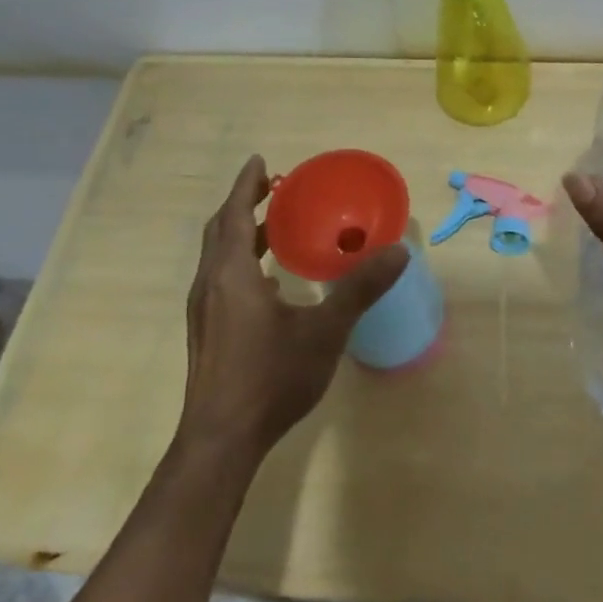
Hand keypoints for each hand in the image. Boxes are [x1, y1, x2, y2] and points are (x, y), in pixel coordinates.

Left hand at [181, 155, 407, 457]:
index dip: (247, 185)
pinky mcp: (207, 333)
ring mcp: (204, 311)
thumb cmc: (271, 377)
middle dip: (244, 204)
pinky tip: (269, 282)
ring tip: (275, 227)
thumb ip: (360, 288)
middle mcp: (210, 285)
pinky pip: (221, 280)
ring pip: (218, 257)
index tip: (260, 161)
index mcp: (231, 274)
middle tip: (272, 187)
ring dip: (242, 234)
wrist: (221, 440)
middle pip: (222, 231)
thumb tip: (398, 251)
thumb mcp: (324, 330)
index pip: (236, 214)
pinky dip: (241, 263)